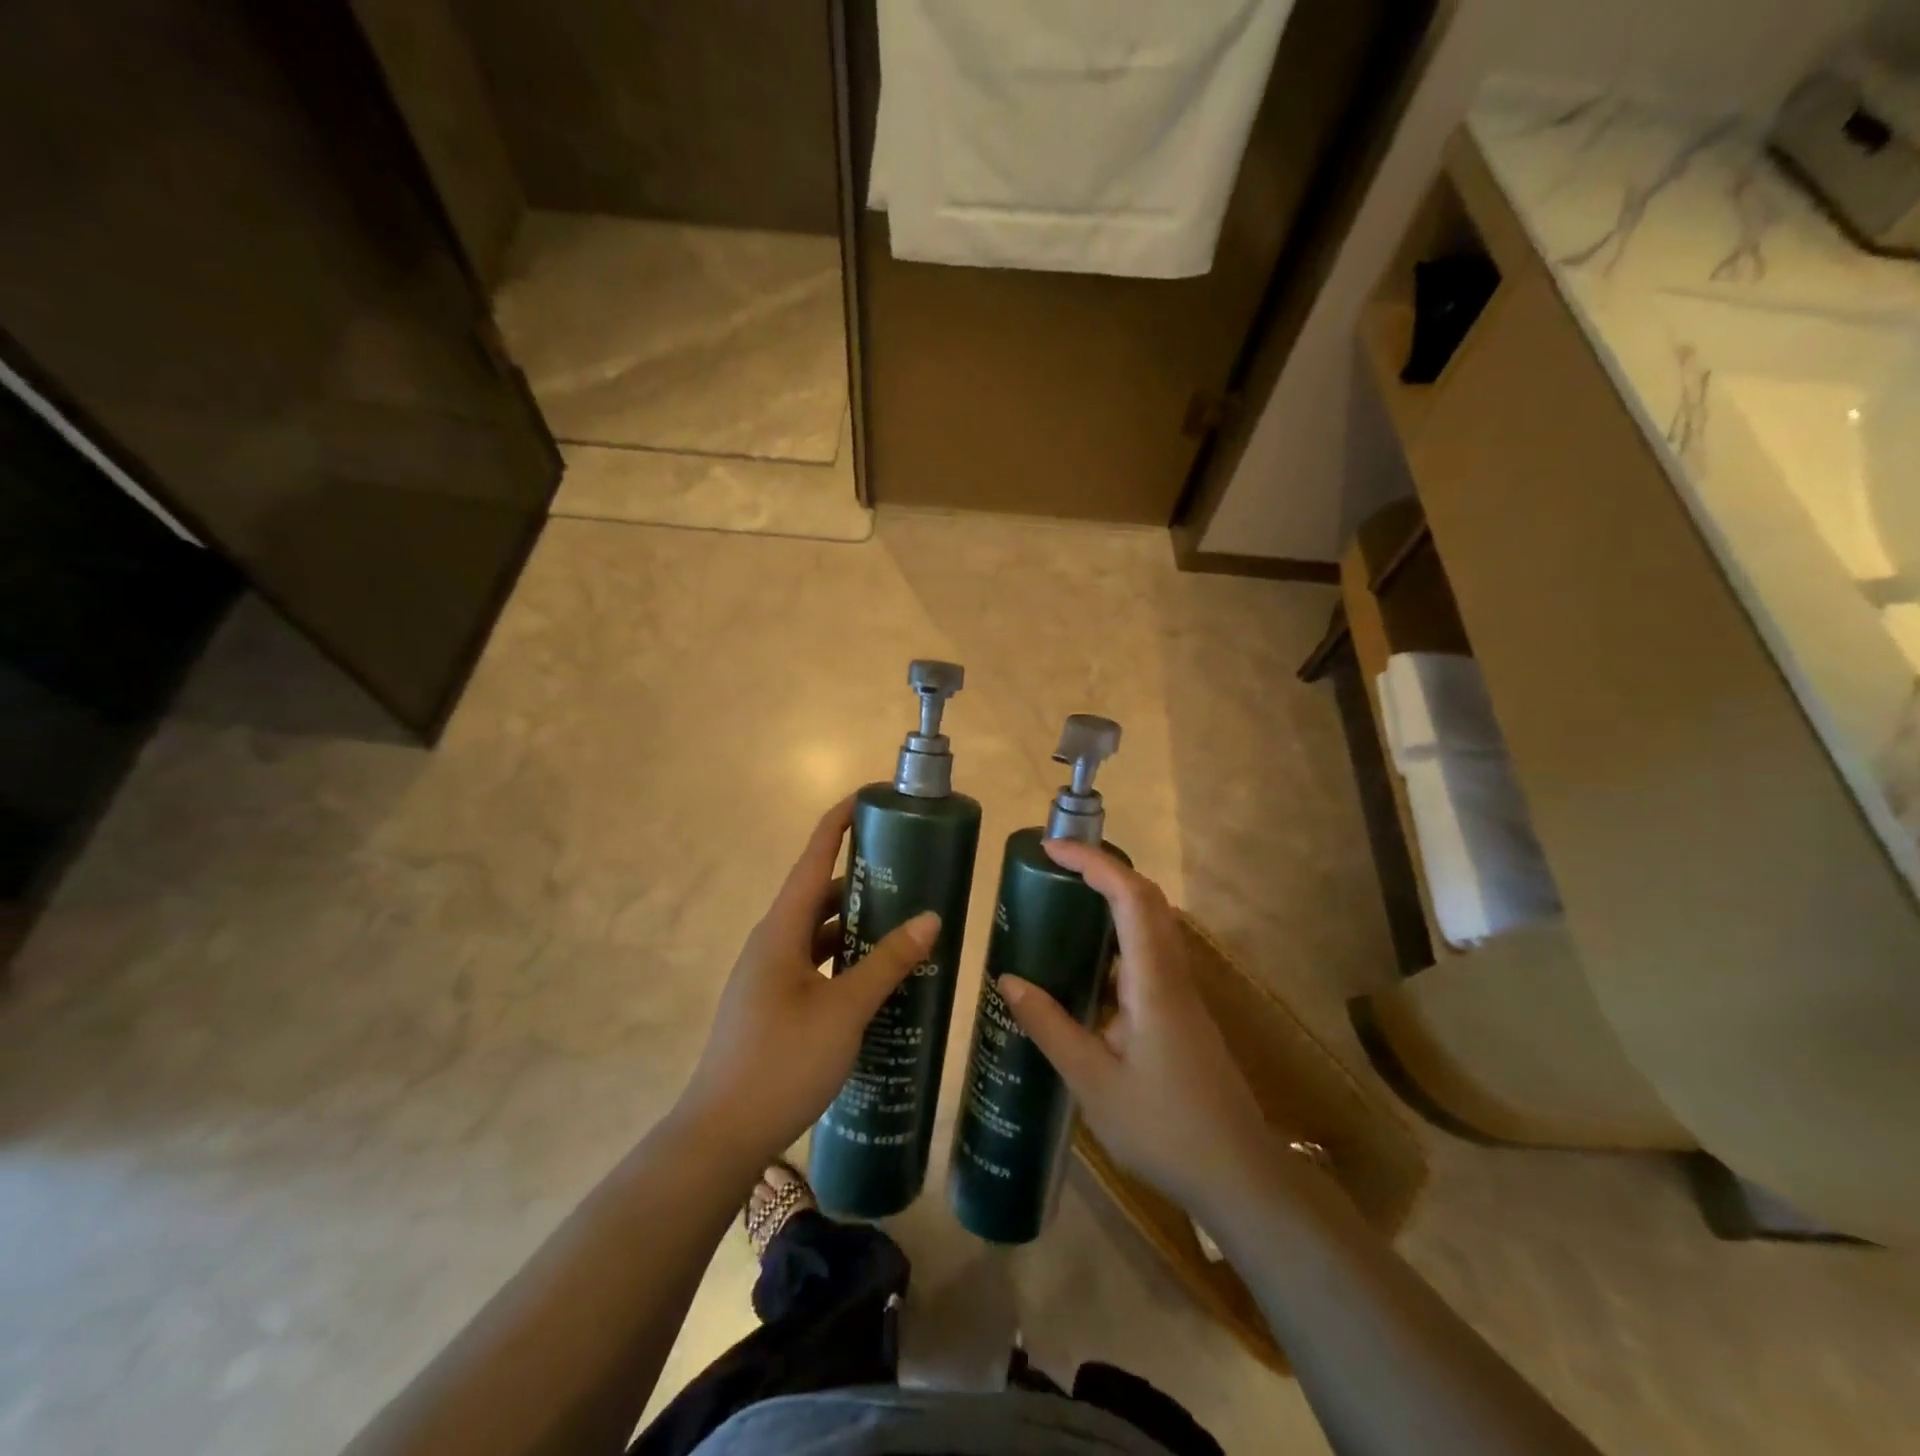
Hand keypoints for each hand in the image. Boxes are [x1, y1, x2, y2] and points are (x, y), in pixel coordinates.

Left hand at [677, 797, 938, 1168]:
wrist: (720, 1135)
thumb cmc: (782, 1061)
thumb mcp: (844, 1009)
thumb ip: (887, 962)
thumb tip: (929, 917)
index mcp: (782, 929)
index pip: (814, 857)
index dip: (840, 822)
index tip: (871, 798)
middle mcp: (772, 942)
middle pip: (819, 893)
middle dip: (862, 877)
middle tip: (910, 871)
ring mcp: (769, 974)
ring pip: (818, 931)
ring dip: (856, 923)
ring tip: (904, 921)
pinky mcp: (773, 1003)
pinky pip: (815, 962)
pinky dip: (845, 958)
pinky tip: (876, 976)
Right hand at [997, 841, 1274, 1211]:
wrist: (1238, 1175)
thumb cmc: (1163, 1128)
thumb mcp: (1092, 1082)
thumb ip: (1050, 1026)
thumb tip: (1008, 979)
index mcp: (1153, 980)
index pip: (1130, 896)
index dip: (1093, 862)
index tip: (1051, 850)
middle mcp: (1172, 974)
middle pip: (1146, 899)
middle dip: (1103, 870)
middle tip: (1054, 869)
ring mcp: (1182, 993)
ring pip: (1152, 924)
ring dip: (1113, 900)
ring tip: (1064, 904)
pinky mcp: (1182, 1012)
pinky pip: (1150, 954)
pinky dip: (1118, 937)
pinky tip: (1087, 966)